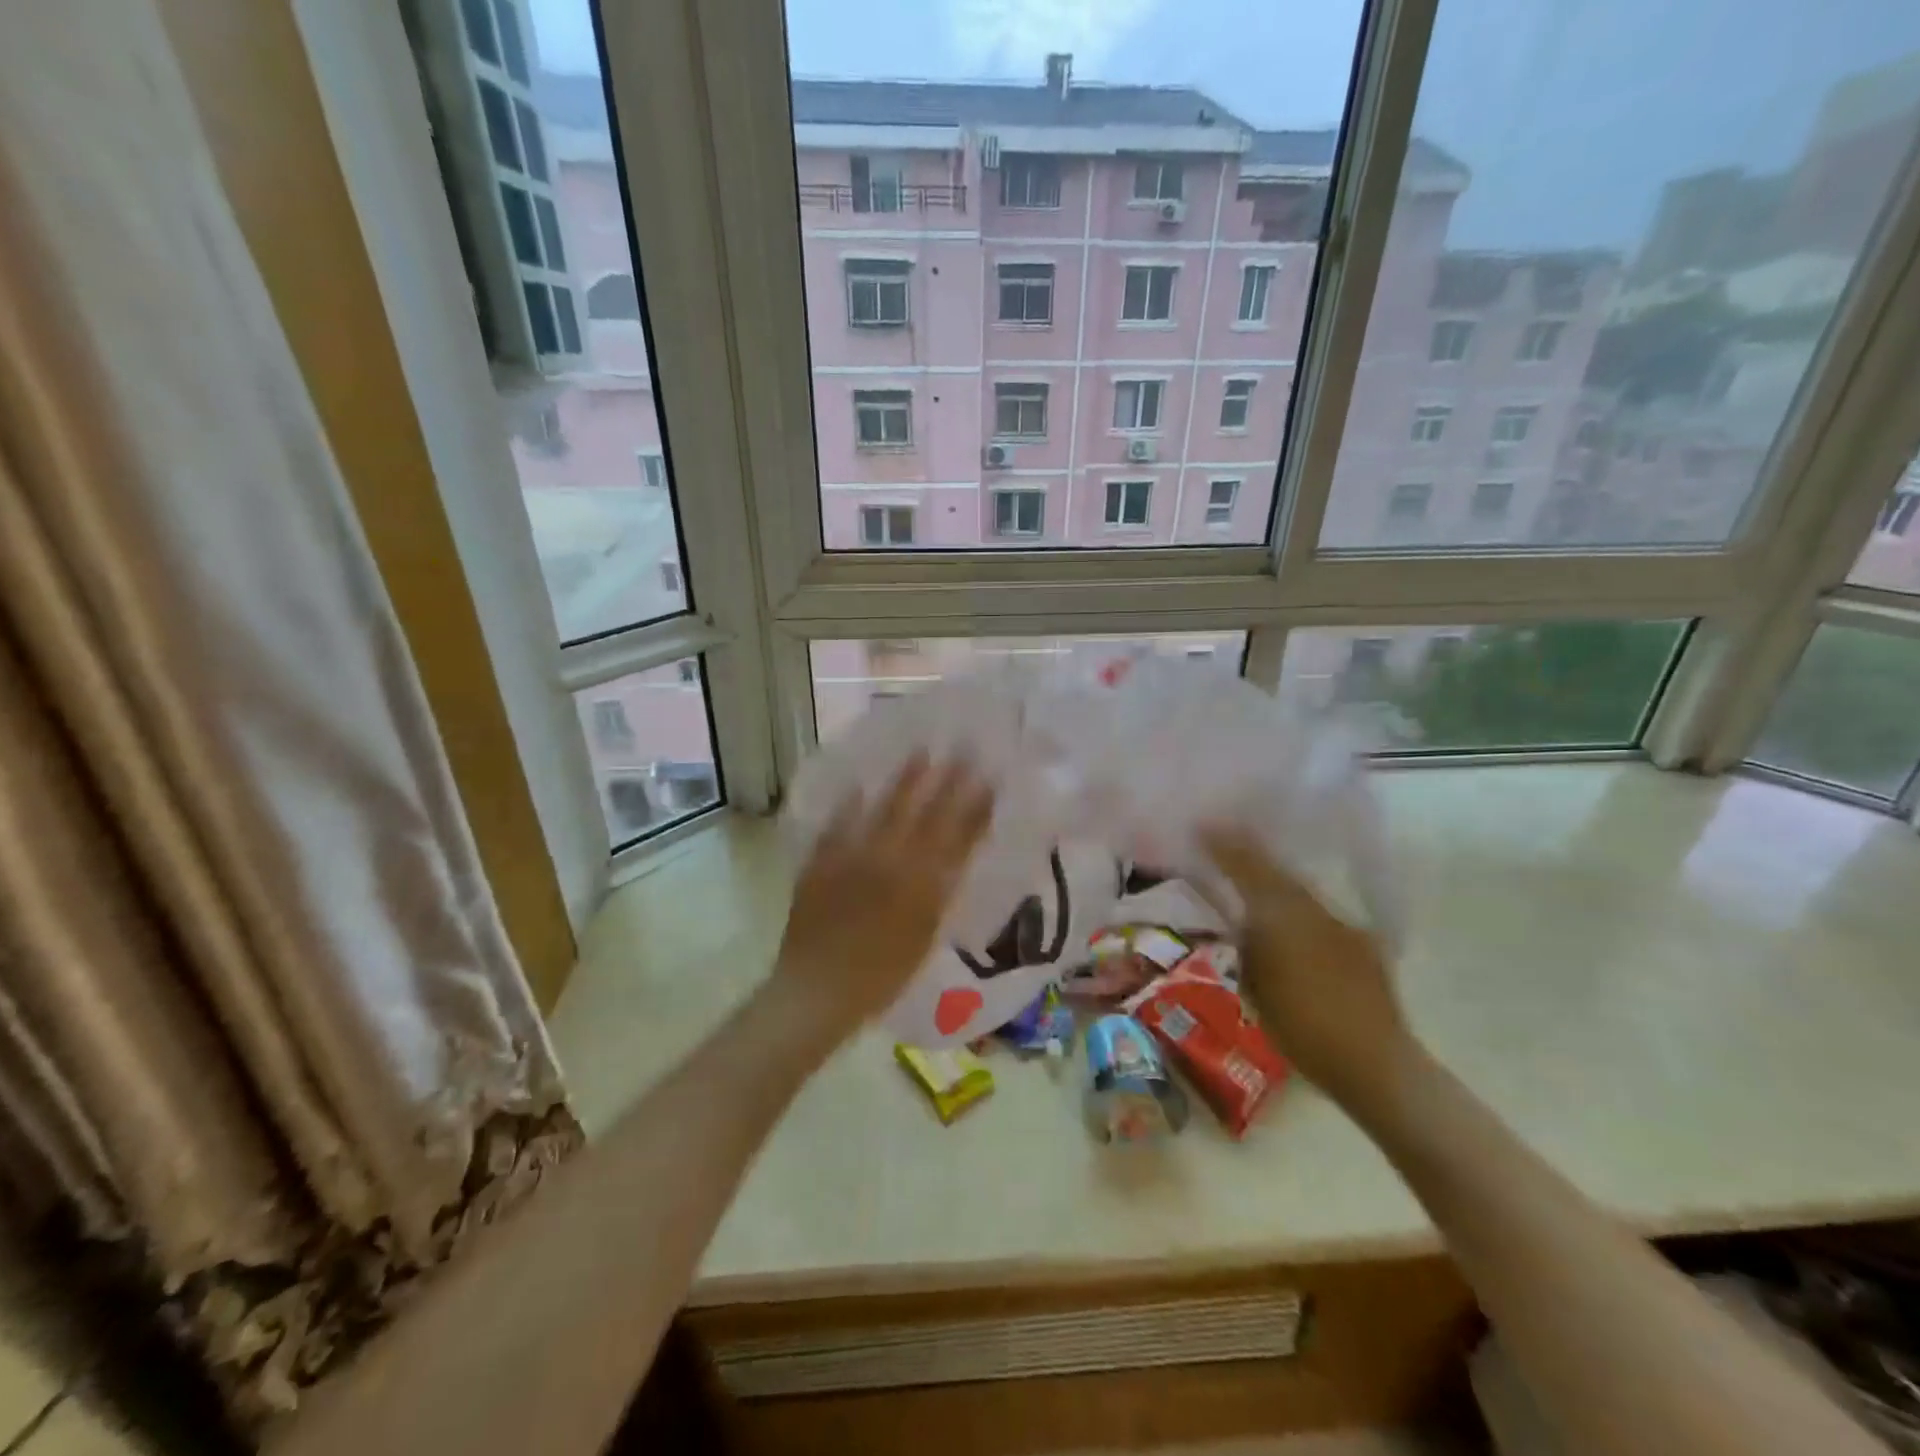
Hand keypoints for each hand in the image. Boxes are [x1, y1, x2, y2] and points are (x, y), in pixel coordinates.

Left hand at [772, 754, 994, 1047]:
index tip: (990, 779)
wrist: (817, 990)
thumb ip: (938, 897)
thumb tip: (953, 861)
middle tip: (961, 750)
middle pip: (925, 814)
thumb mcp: (923, 939)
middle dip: (946, 781)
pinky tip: (858, 786)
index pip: (957, 837)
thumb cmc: (880, 978)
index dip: (975, 808)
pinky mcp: (822, 860)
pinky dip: (850, 805)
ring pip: (884, 810)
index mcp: (922, 885)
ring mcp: (854, 857)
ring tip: (919, 753)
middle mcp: (891, 863)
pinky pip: (839, 824)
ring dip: (904, 781)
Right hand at [1200, 824, 1412, 1105]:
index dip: (1224, 846)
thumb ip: (1246, 944)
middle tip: (1224, 837)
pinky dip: (1298, 903)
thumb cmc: (1302, 1029)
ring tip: (1252, 870)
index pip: (1247, 869)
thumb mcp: (1255, 985)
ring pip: (1299, 888)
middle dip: (1248, 852)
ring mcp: (1341, 924)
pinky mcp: (1362, 942)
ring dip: (1273, 875)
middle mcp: (1313, 909)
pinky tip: (1291, 914)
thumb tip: (1239, 919)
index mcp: (1282, 917)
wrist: (1375, 1064)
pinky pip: (1319, 909)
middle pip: (1275, 871)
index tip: (1202, 826)